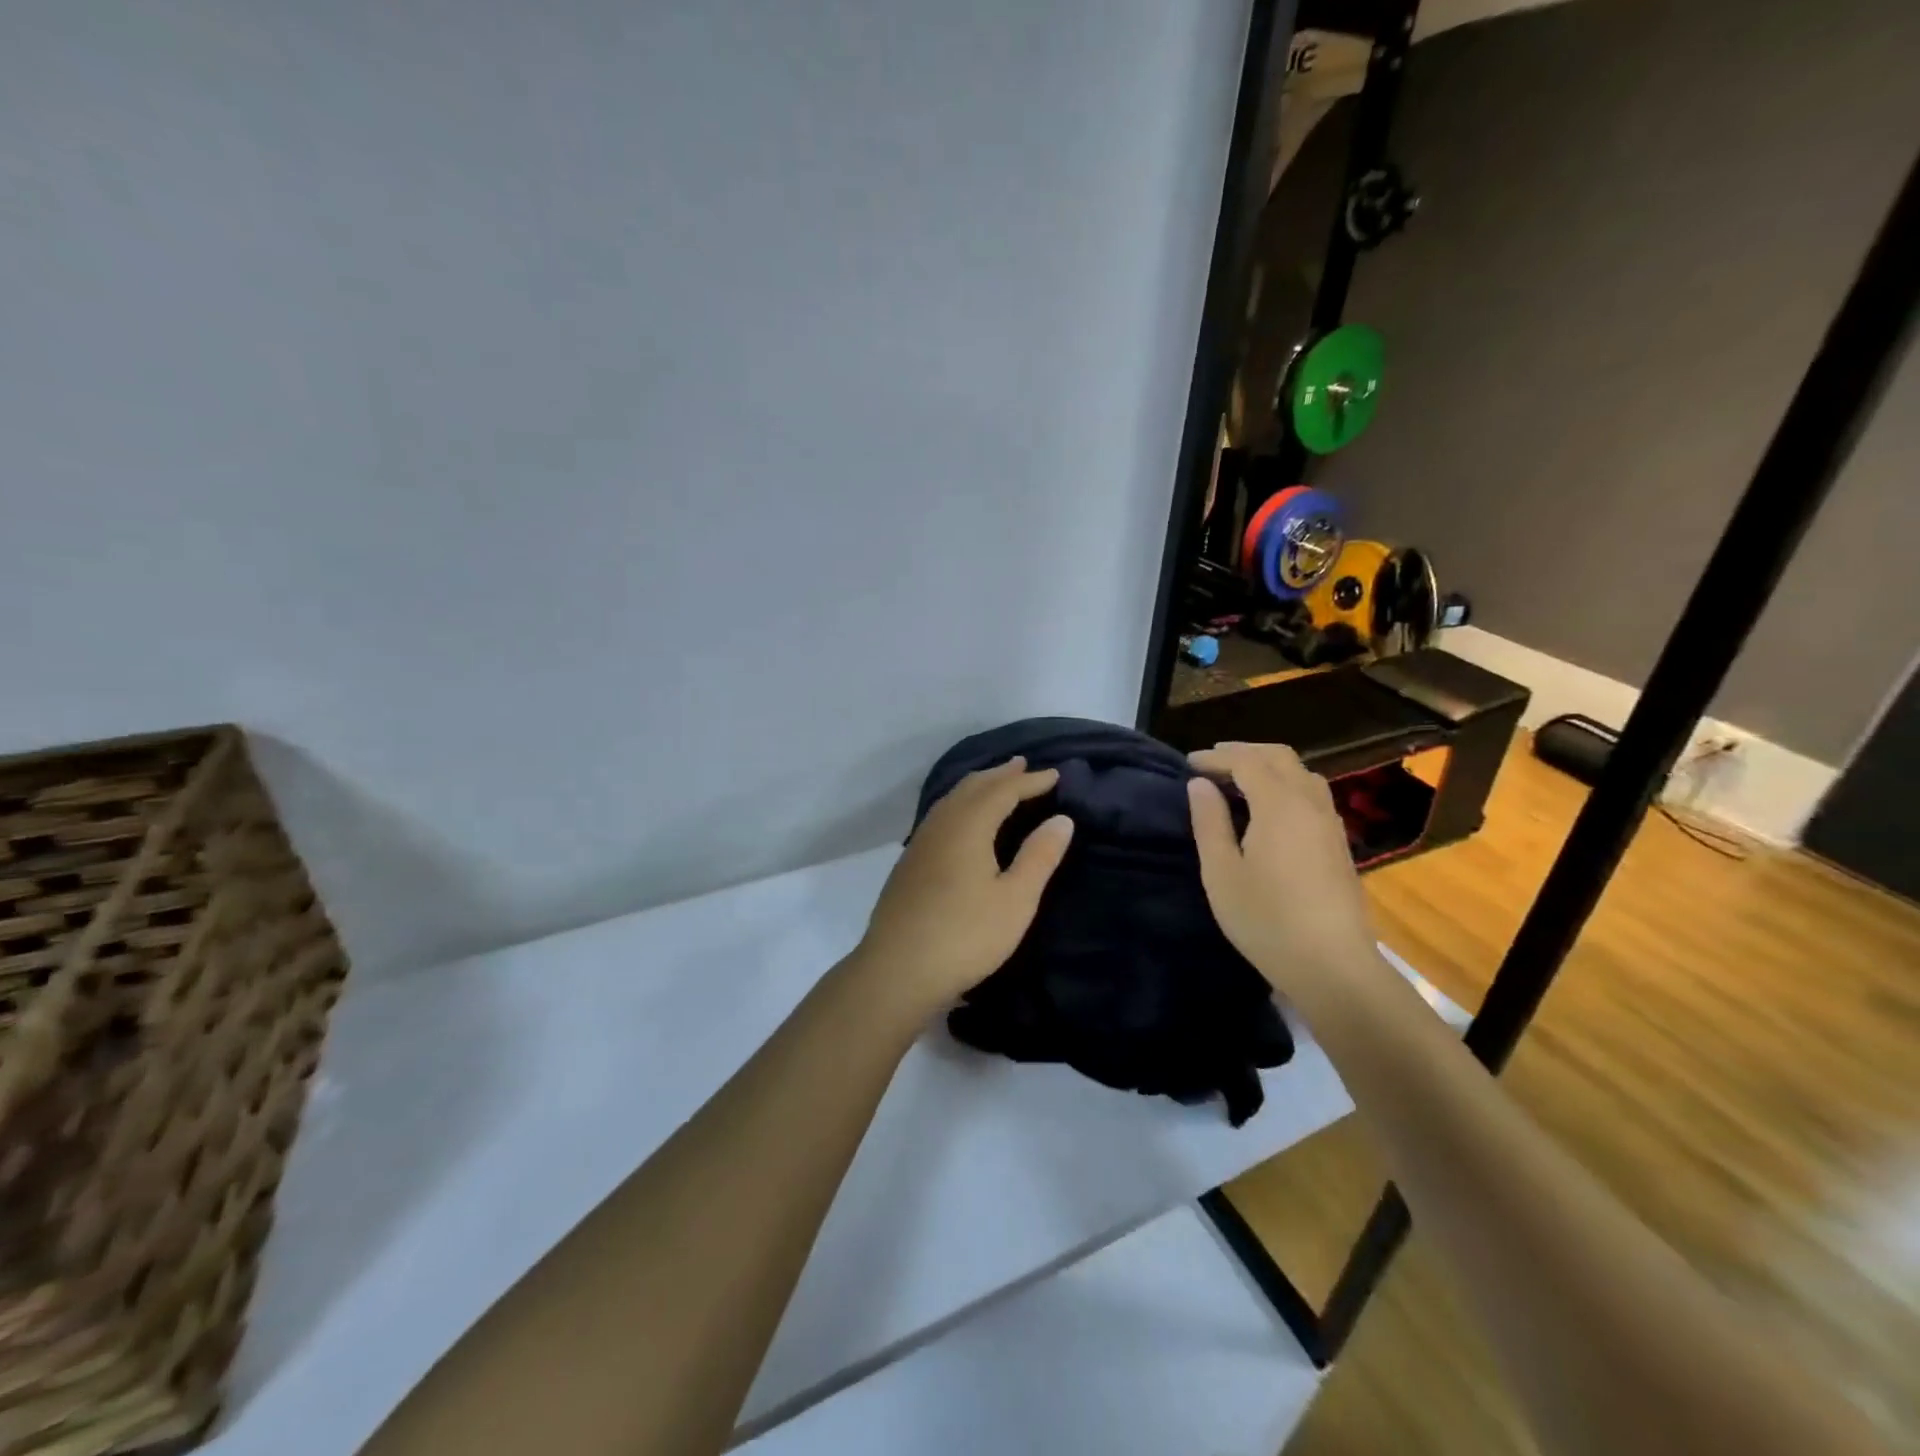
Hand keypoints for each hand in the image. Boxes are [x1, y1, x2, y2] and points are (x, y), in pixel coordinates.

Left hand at [853, 757, 1073, 1017]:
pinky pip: (940, 816)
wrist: (897, 970)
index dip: (1030, 781)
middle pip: (972, 787)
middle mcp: (941, 825)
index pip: (1003, 790)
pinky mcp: (909, 863)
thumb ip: (1039, 856)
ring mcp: (920, 843)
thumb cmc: (965, 935)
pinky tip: (962, 820)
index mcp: (968, 826)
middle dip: (1000, 775)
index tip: (1054, 775)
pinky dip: (960, 804)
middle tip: (1023, 765)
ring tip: (996, 783)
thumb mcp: (1015, 900)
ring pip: (951, 799)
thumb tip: (1061, 818)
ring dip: (978, 787)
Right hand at [1186, 742, 1378, 1006]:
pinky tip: (1270, 807)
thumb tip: (1200, 785)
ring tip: (1239, 780)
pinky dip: (1286, 784)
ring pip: (1302, 774)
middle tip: (1213, 762)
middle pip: (1280, 758)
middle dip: (1244, 752)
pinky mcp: (1338, 844)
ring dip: (1268, 766)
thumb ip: (1209, 823)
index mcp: (1279, 805)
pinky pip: (1312, 794)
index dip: (1216, 757)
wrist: (1332, 965)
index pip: (1246, 762)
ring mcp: (1330, 823)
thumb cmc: (1266, 919)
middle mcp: (1309, 803)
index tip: (1189, 764)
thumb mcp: (1222, 872)